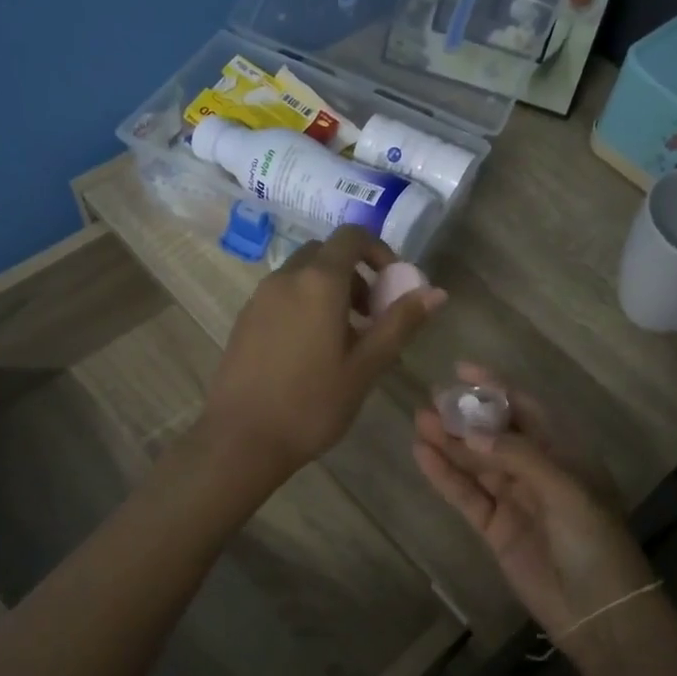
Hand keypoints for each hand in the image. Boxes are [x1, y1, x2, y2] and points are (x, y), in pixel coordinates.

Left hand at [202, 226, 445, 478]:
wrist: (241, 439)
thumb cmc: (312, 404)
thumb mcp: (366, 366)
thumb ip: (400, 323)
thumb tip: (435, 292)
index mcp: (318, 282)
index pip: (351, 237)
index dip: (379, 251)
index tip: (392, 285)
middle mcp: (285, 278)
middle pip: (325, 254)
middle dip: (355, 274)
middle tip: (371, 316)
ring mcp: (259, 298)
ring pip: (301, 275)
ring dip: (329, 291)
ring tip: (344, 340)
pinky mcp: (244, 319)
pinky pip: (282, 296)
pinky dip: (304, 305)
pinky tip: (310, 352)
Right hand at [412, 365, 658, 663]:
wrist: (600, 612)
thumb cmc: (595, 542)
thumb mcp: (566, 490)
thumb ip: (519, 457)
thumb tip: (471, 431)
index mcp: (565, 454)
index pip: (527, 410)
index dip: (496, 388)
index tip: (462, 370)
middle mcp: (538, 471)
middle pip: (495, 435)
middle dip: (465, 416)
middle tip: (430, 398)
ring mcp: (515, 499)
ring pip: (475, 463)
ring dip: (449, 444)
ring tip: (418, 422)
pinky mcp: (495, 528)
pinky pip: (466, 495)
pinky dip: (445, 477)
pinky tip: (423, 456)